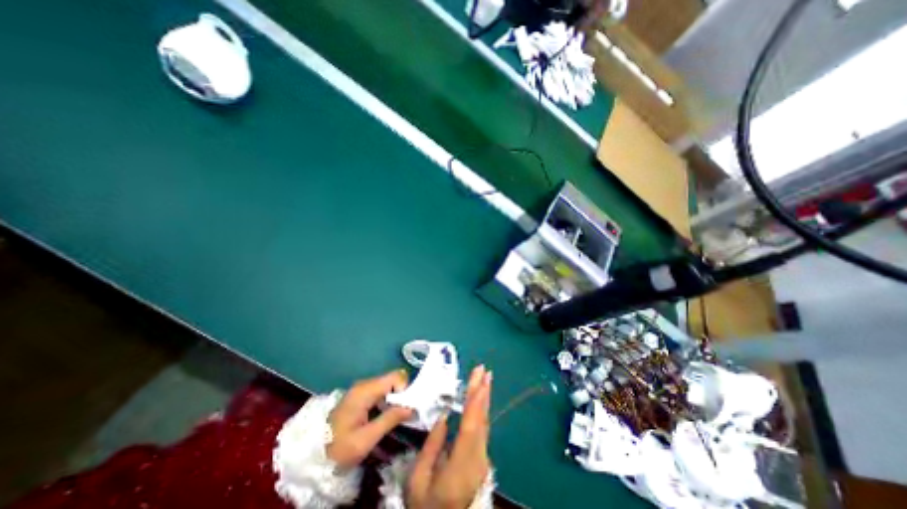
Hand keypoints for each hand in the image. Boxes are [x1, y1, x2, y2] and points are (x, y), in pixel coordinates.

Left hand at [328, 370, 412, 468]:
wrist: (313, 456)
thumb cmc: (339, 448)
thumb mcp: (366, 439)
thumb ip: (390, 419)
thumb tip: (412, 407)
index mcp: (366, 390)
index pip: (396, 376)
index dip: (404, 389)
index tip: (405, 408)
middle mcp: (364, 384)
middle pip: (392, 379)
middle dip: (401, 394)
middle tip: (402, 414)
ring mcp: (361, 388)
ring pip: (388, 385)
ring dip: (395, 398)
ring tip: (394, 417)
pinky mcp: (360, 395)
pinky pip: (381, 391)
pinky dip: (387, 400)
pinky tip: (385, 415)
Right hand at [409, 365, 493, 508]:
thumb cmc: (428, 506)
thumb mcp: (418, 482)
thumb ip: (431, 447)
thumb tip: (443, 417)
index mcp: (460, 466)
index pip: (470, 429)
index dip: (475, 403)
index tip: (478, 381)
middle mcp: (476, 459)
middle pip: (481, 421)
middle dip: (482, 392)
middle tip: (484, 370)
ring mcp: (482, 459)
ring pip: (484, 423)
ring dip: (484, 398)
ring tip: (485, 378)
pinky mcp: (481, 458)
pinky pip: (482, 428)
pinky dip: (481, 409)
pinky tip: (480, 398)